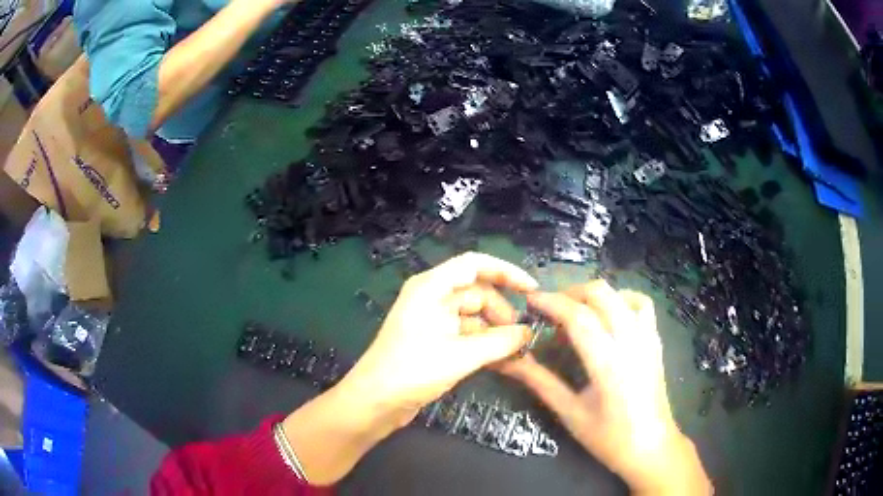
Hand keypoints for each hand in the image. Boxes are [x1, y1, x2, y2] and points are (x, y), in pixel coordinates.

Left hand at [284, 252, 536, 483]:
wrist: (375, 401)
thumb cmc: (413, 370)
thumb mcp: (462, 355)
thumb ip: (500, 341)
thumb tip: (529, 332)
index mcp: (432, 287)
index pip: (475, 265)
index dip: (506, 272)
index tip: (532, 290)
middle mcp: (432, 297)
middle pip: (477, 292)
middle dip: (502, 312)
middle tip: (522, 337)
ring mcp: (432, 319)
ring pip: (474, 315)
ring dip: (495, 331)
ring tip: (516, 352)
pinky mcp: (433, 340)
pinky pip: (465, 333)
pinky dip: (483, 343)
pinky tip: (501, 360)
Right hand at [501, 281, 710, 494]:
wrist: (651, 447)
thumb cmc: (608, 438)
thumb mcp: (570, 413)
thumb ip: (539, 381)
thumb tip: (507, 361)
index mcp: (608, 363)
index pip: (578, 317)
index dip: (551, 303)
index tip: (530, 301)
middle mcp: (631, 342)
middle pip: (601, 294)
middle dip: (570, 293)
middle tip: (550, 309)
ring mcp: (648, 338)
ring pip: (621, 294)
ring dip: (595, 295)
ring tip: (577, 311)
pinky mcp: (656, 341)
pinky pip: (641, 305)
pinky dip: (621, 300)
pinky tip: (609, 317)